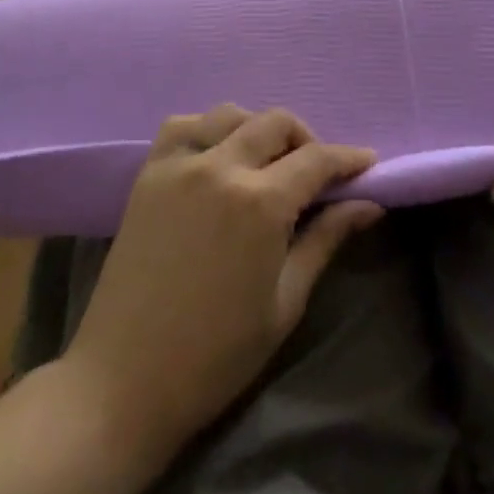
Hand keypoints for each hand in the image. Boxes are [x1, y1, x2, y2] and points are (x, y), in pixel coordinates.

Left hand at [63, 105, 380, 453]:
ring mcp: (178, 165)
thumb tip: (369, 205)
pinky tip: (218, 157)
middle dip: (307, 140)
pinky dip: (209, 129)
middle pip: (276, 123)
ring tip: (267, 165)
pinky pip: (183, 125)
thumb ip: (325, 240)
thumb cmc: (217, 354)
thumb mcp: (286, 301)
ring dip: (259, 129)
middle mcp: (220, 167)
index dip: (348, 158)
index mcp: (260, 203)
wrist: (124, 379)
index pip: (317, 159)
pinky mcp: (148, 174)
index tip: (368, 164)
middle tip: (318, 174)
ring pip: (230, 115)